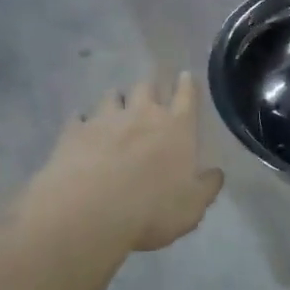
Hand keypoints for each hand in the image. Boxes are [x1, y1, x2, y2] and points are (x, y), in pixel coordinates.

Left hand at [25, 74, 223, 251]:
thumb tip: (216, 173)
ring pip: (112, 95)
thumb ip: (207, 187)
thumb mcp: (192, 207)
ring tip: (116, 108)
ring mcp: (104, 119)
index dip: (187, 85)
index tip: (185, 76)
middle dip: (151, 88)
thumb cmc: (152, 210)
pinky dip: (83, 121)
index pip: (186, 96)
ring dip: (117, 100)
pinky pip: (79, 117)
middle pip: (147, 86)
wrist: (89, 213)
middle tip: (150, 96)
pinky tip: (82, 128)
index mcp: (176, 128)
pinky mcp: (74, 131)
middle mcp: (142, 114)